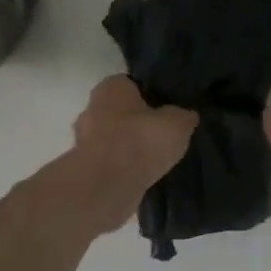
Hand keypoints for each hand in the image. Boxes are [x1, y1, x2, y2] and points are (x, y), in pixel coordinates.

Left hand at [60, 76, 197, 235]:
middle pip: (121, 112)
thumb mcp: (178, 123)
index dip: (152, 96)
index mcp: (111, 87)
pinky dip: (124, 167)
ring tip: (156, 159)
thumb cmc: (142, 141)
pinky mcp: (85, 167)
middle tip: (163, 136)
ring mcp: (84, 140)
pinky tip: (142, 176)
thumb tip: (187, 115)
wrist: (108, 185)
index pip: (133, 84)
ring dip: (131, 147)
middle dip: (139, 123)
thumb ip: (183, 115)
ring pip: (114, 138)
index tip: (168, 110)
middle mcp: (92, 108)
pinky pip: (110, 162)